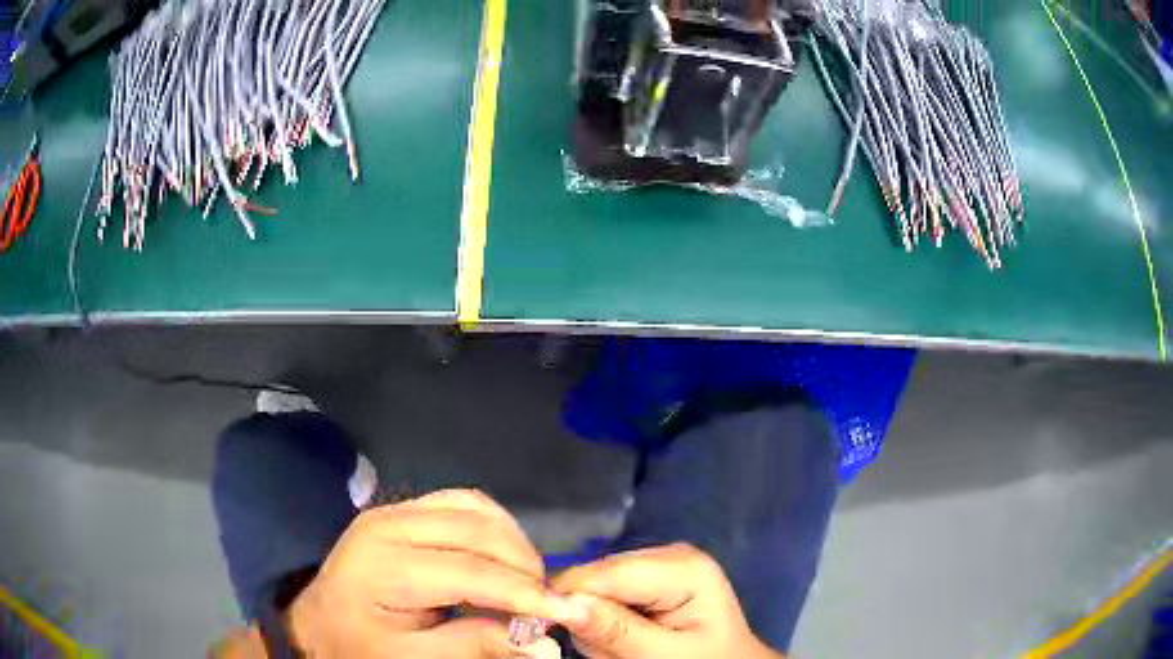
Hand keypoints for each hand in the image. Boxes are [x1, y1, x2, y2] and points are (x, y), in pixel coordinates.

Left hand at [286, 489, 579, 657]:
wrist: (317, 626)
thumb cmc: (359, 647)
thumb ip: (474, 648)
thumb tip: (544, 646)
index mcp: (384, 565)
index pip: (471, 572)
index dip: (524, 593)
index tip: (566, 613)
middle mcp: (389, 524)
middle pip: (477, 530)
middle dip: (523, 565)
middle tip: (543, 602)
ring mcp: (393, 510)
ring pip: (473, 507)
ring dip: (511, 541)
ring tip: (525, 580)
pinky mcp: (400, 510)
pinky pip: (460, 503)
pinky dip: (491, 526)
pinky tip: (499, 555)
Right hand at [551, 543, 783, 658]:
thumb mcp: (665, 655)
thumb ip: (616, 631)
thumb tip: (561, 603)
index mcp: (683, 567)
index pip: (602, 572)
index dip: (567, 598)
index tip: (552, 630)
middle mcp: (668, 553)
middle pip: (595, 576)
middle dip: (589, 615)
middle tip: (613, 652)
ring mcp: (658, 563)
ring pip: (594, 586)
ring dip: (596, 622)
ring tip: (627, 648)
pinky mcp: (649, 577)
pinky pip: (605, 594)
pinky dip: (605, 620)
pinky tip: (630, 637)